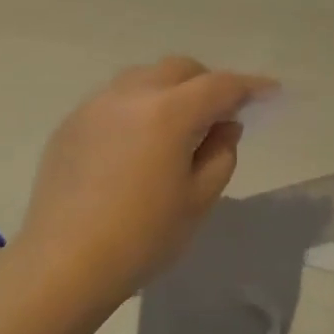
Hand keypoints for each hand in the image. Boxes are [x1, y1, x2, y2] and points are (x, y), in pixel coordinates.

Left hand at [16, 57, 275, 306]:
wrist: (64, 264)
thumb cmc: (142, 237)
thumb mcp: (198, 199)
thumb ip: (221, 153)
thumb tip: (224, 126)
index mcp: (168, 112)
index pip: (220, 85)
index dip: (249, 86)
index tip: (270, 91)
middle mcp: (131, 95)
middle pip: (179, 69)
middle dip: (206, 83)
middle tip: (219, 114)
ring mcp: (95, 106)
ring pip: (144, 77)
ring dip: (169, 90)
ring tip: (176, 126)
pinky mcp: (71, 123)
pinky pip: (114, 99)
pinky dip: (138, 106)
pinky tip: (136, 143)